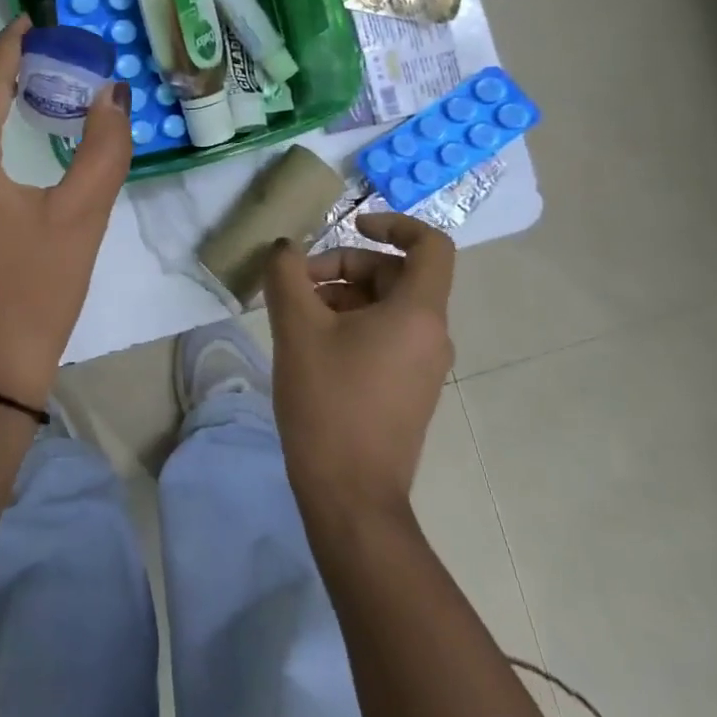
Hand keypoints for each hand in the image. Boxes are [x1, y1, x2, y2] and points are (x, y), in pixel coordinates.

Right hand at [262, 212, 456, 512]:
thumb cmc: (328, 403)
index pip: (430, 245)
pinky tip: (310, 345)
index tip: (350, 225)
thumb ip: (288, 276)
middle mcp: (432, 334)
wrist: (350, 494)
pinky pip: (386, 336)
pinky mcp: (408, 389)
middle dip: (345, 266)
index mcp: (418, 313)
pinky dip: (352, 324)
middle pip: (397, 274)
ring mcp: (423, 365)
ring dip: (342, 296)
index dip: (393, 223)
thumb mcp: (297, 329)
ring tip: (296, 315)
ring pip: (388, 306)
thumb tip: (285, 249)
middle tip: (297, 283)